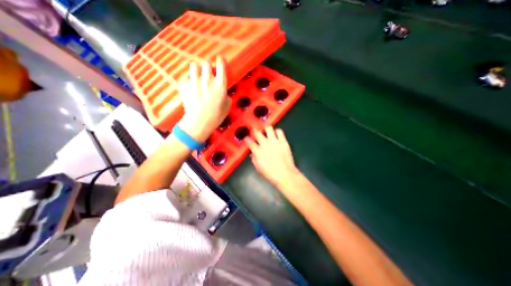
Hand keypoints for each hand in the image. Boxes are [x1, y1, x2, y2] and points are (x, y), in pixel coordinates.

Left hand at [178, 56, 229, 142]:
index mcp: (220, 86)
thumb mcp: (226, 108)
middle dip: (208, 66)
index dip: (221, 61)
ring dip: (197, 69)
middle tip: (208, 72)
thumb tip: (224, 94)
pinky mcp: (184, 86)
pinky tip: (190, 84)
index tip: (220, 59)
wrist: (197, 123)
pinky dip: (188, 78)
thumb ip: (226, 97)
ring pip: (194, 65)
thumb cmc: (215, 117)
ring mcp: (194, 82)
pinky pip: (185, 76)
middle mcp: (207, 81)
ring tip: (198, 76)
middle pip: (206, 63)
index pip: (221, 67)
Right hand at [247, 127, 300, 185]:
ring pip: (268, 128)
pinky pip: (279, 131)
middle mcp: (265, 144)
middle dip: (255, 132)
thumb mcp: (259, 168)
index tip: (247, 139)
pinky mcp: (283, 141)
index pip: (249, 141)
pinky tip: (276, 135)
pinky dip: (277, 131)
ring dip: (266, 129)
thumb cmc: (271, 173)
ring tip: (266, 132)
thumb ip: (254, 159)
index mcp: (258, 151)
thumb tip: (253, 154)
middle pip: (257, 132)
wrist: (285, 175)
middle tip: (257, 134)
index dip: (247, 139)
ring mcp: (275, 142)